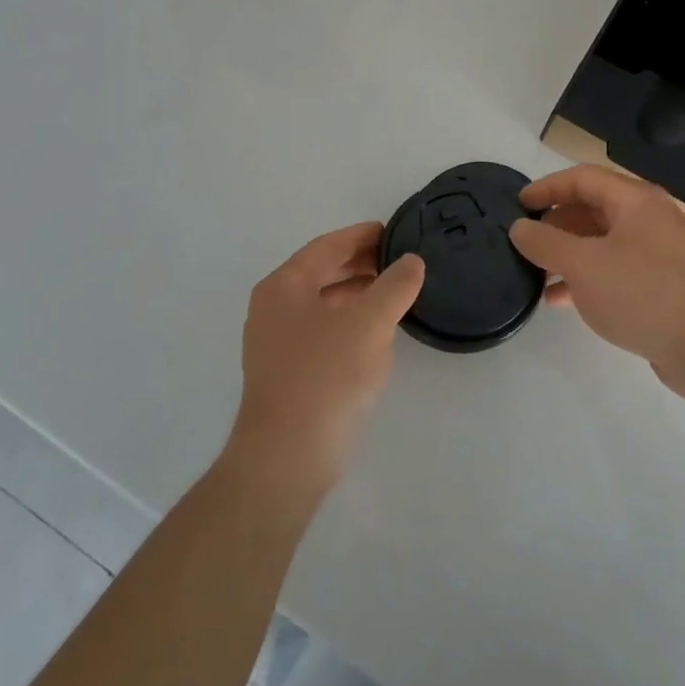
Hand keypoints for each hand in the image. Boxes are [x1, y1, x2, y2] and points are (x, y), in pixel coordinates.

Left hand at [229, 223, 424, 488]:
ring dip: (355, 294)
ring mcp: (274, 342)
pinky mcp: (285, 372)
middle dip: (359, 264)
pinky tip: (373, 333)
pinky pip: (320, 331)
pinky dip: (347, 321)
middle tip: (399, 260)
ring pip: (321, 303)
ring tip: (393, 293)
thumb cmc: (326, 376)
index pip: (327, 247)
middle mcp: (272, 307)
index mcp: (284, 285)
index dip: (361, 236)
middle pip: (320, 272)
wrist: (287, 454)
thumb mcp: (369, 323)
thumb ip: (394, 286)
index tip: (393, 231)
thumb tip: (411, 261)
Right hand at [509, 165, 684, 393]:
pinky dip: (585, 278)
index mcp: (635, 201)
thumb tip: (519, 227)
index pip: (582, 178)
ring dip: (566, 254)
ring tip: (534, 272)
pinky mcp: (659, 286)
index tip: (517, 205)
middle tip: (525, 242)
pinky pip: (613, 271)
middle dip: (555, 224)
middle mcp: (648, 220)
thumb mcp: (583, 265)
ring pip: (600, 243)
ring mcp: (657, 254)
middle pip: (592, 209)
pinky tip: (559, 300)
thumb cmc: (643, 293)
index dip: (546, 188)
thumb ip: (545, 243)